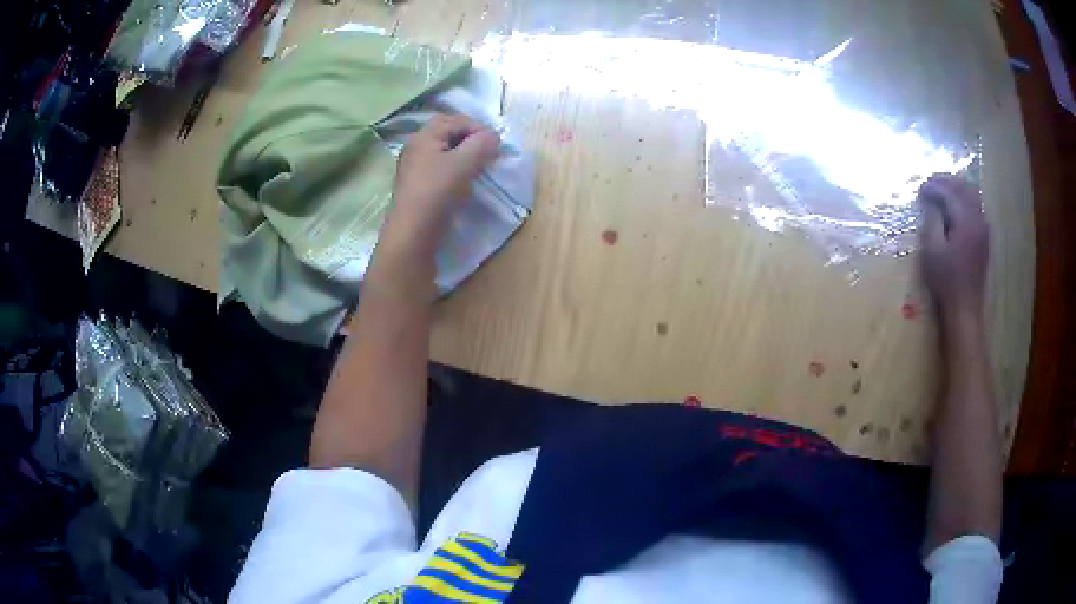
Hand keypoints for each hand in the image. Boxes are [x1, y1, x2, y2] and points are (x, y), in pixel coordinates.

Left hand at [382, 113, 499, 253]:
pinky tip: (462, 184)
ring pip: (442, 153)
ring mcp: (412, 169)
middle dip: (469, 140)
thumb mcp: (464, 163)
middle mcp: (414, 148)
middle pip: (446, 134)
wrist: (412, 234)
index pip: (454, 120)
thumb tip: (493, 137)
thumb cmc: (437, 193)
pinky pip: (437, 169)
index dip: (477, 127)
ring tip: (477, 169)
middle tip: (487, 154)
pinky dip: (453, 170)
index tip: (494, 144)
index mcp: (423, 136)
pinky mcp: (415, 187)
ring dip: (462, 156)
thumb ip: (482, 144)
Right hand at [918, 174, 989, 318]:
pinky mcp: (984, 238)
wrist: (965, 308)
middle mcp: (978, 220)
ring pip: (973, 196)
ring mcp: (984, 229)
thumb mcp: (932, 250)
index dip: (934, 187)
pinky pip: (977, 208)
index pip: (949, 193)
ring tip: (942, 191)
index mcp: (966, 221)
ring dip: (957, 189)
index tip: (920, 188)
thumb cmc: (946, 281)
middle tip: (931, 182)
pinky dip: (965, 201)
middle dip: (947, 182)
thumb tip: (929, 201)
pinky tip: (955, 207)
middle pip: (964, 188)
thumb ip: (931, 221)